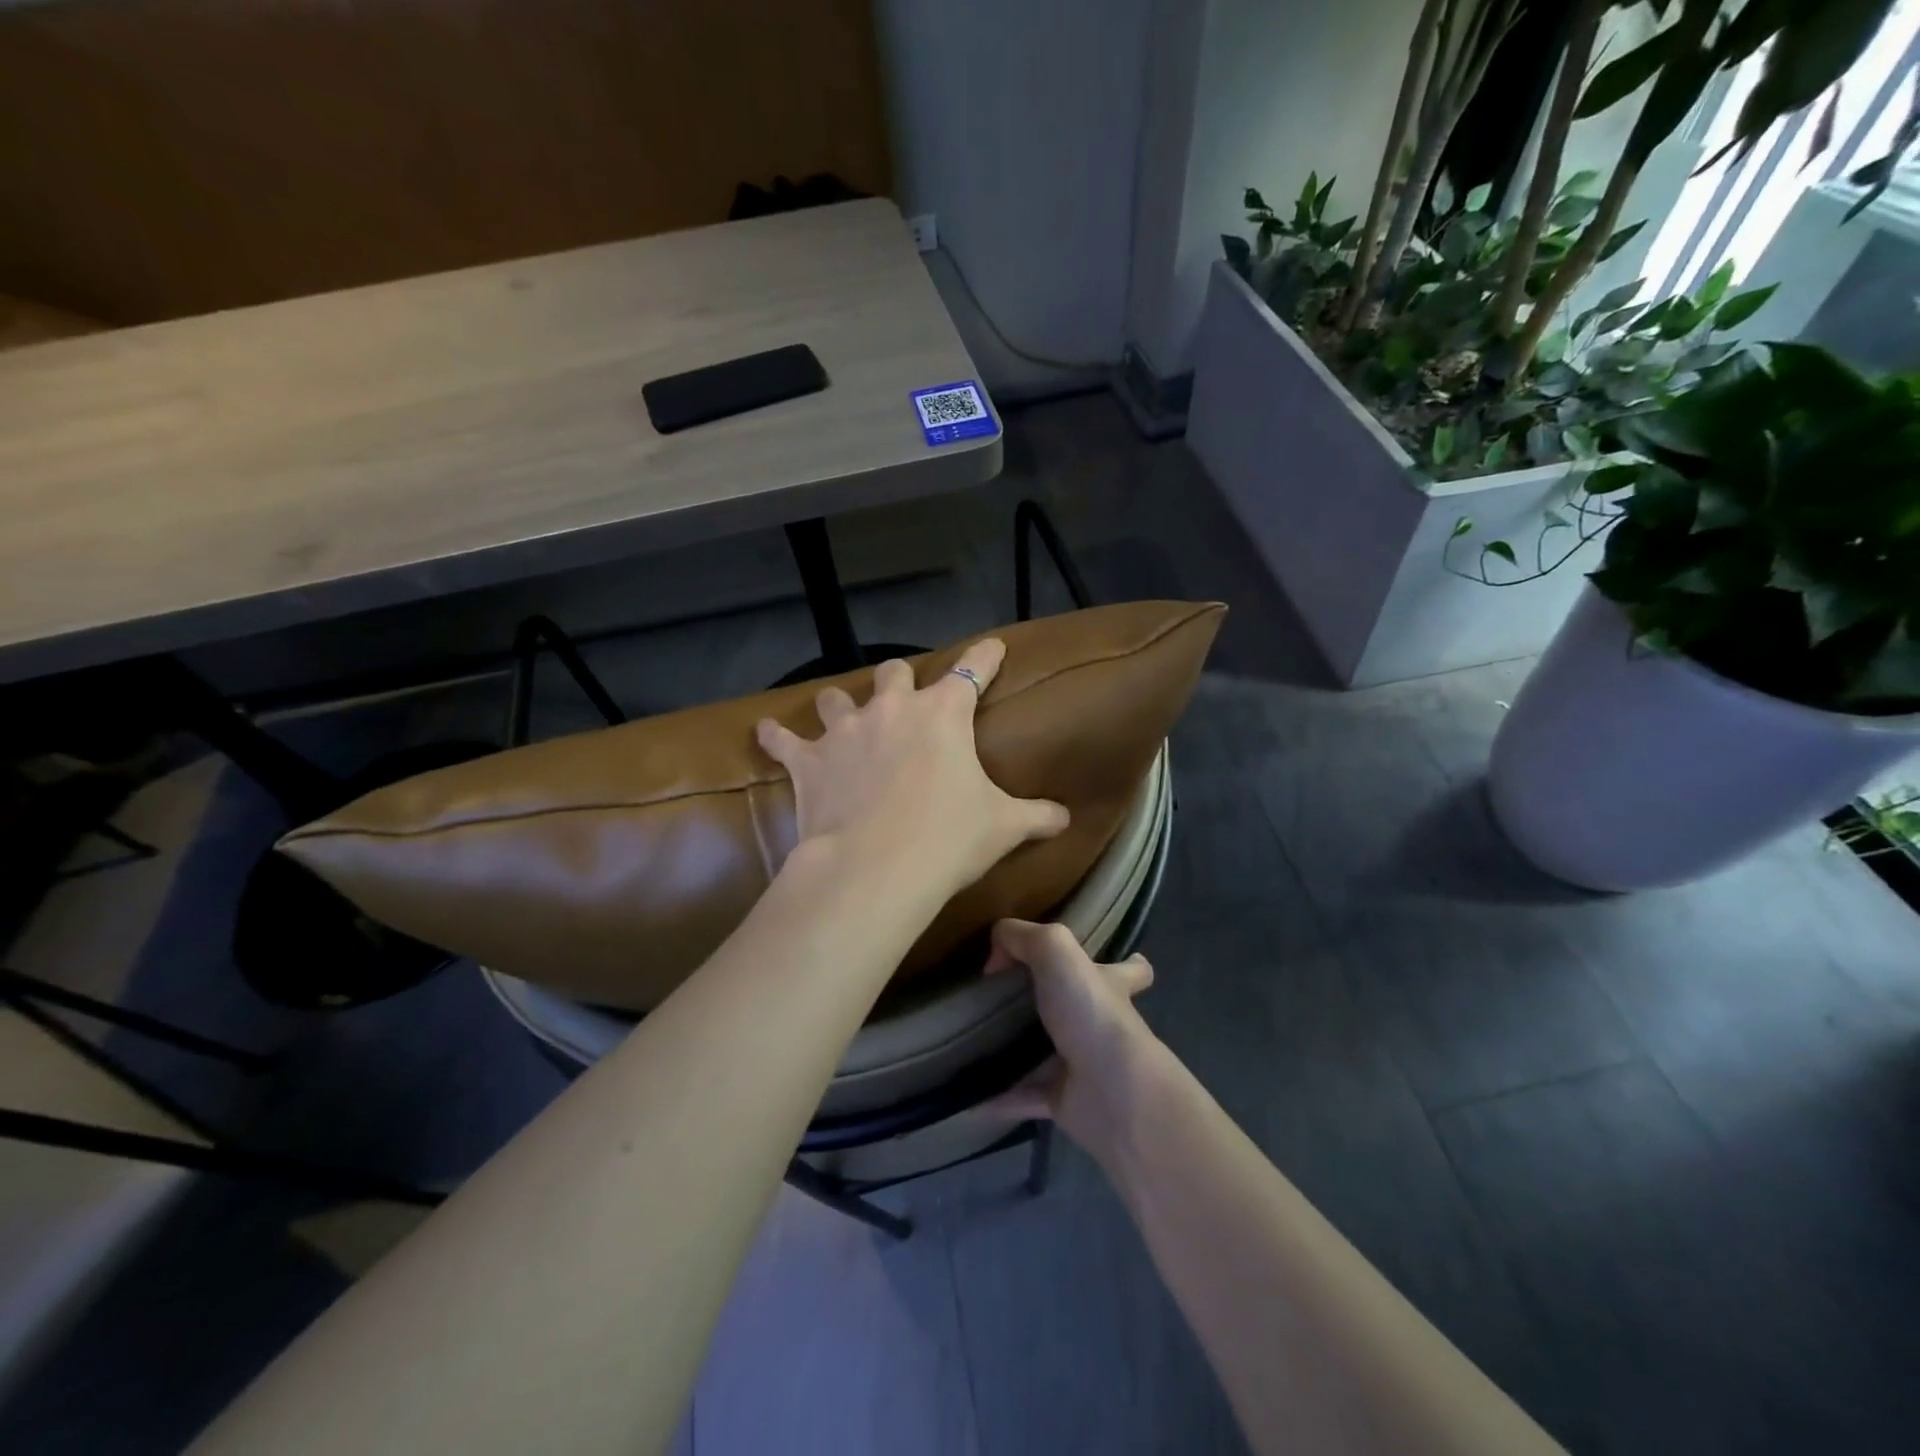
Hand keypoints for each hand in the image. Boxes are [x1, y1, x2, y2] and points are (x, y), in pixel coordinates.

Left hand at [755, 639, 1069, 899]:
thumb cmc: (948, 838)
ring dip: (840, 705)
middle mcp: (891, 710)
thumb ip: (1036, 816)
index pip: (973, 671)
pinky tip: (765, 732)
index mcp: (943, 715)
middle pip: (894, 673)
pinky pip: (782, 739)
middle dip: (900, 680)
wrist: (877, 868)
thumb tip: (1066, 819)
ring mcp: (845, 732)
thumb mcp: (1002, 827)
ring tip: (841, 713)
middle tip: (904, 694)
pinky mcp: (808, 761)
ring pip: (836, 698)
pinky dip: (775, 737)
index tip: (992, 647)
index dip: (985, 657)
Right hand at [983, 918, 1161, 1156]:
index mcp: (1110, 985)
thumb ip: (1023, 937)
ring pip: (1049, 1053)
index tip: (1103, 960)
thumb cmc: (1090, 1012)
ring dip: (1019, 1049)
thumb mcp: (1055, 949)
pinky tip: (970, 1090)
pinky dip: (999, 1095)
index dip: (1125, 962)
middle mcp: (1102, 1025)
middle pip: (1084, 1010)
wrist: (1111, 1093)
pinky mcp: (1064, 1101)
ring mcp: (1085, 1066)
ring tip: (977, 1038)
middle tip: (1010, 999)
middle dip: (1055, 1004)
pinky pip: (1024, 1095)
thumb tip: (997, 956)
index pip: (1130, 970)